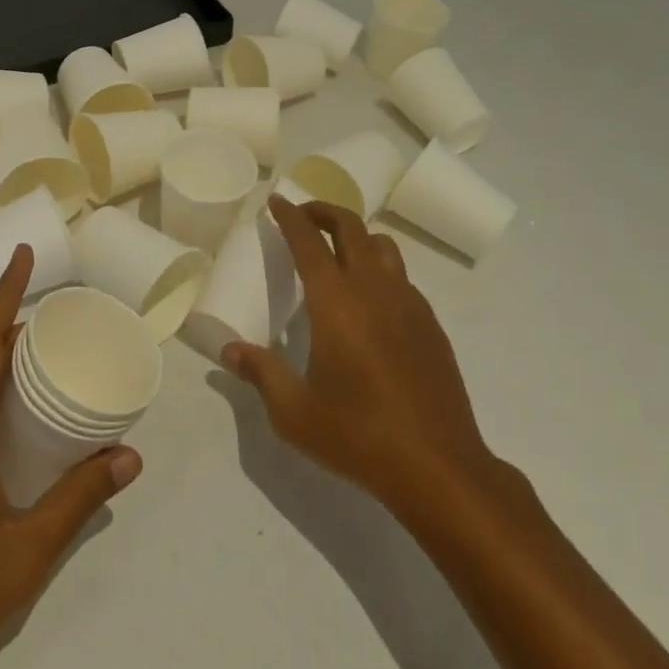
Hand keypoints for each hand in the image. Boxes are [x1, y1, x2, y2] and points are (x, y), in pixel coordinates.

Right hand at [223, 197, 497, 512]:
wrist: (439, 467)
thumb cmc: (359, 435)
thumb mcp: (295, 412)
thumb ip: (261, 373)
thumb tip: (230, 351)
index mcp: (335, 301)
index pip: (308, 240)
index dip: (290, 216)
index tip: (276, 200)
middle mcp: (373, 288)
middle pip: (351, 226)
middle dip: (324, 211)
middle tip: (303, 216)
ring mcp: (407, 303)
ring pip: (382, 246)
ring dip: (357, 236)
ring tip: (338, 252)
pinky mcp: (430, 324)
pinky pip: (402, 277)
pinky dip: (380, 269)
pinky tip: (371, 301)